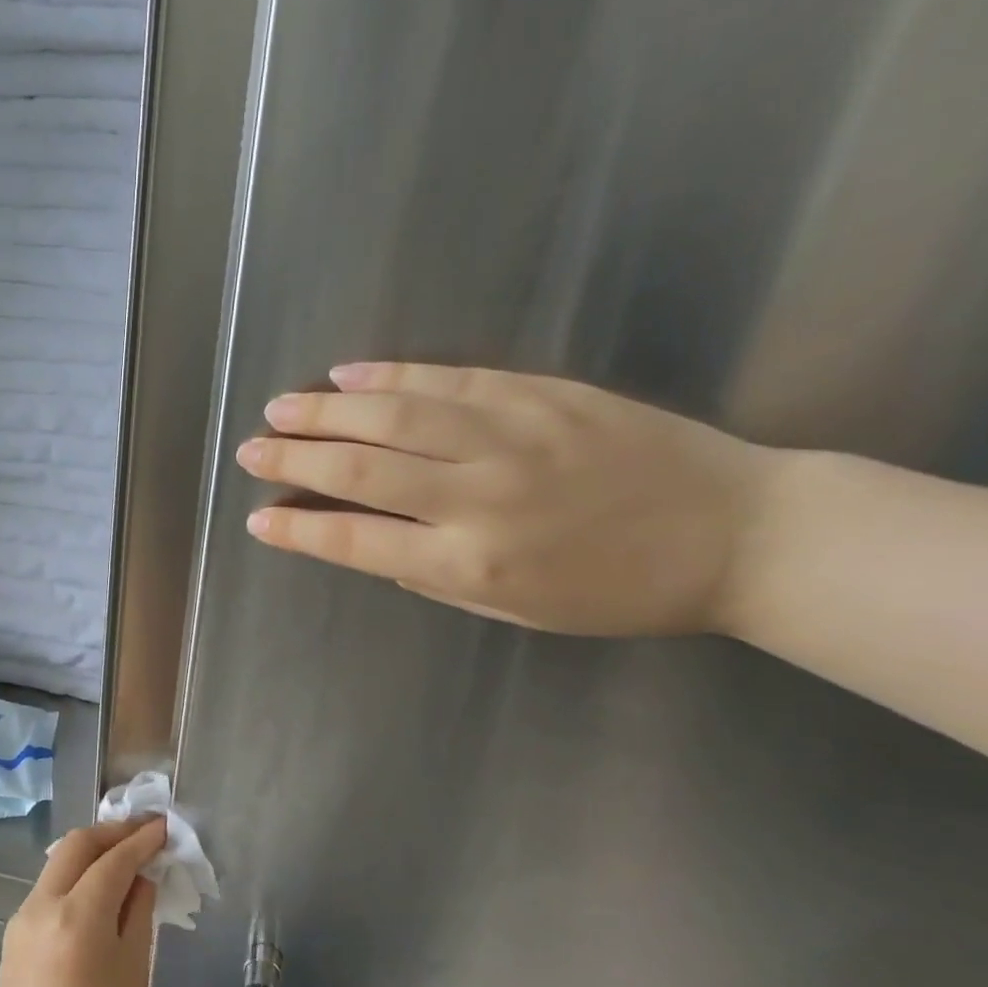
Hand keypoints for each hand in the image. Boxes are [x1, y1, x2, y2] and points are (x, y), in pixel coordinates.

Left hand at [0, 818, 164, 986]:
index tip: (163, 827)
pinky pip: (48, 890)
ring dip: (91, 853)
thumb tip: (141, 877)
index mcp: (77, 915)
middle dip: (112, 833)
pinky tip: (97, 892)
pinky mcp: (13, 937)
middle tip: (143, 833)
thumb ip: (138, 914)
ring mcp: (21, 919)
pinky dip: (75, 878)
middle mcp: (42, 905)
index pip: (114, 859)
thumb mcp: (134, 974)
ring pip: (58, 864)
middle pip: (76, 846)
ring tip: (124, 858)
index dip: (141, 839)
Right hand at [236, 362, 780, 636]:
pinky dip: (391, 377)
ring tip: (280, 408)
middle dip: (295, 461)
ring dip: (327, 412)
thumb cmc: (617, 590)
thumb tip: (371, 544)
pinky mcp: (541, 394)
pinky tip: (349, 375)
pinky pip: (449, 380)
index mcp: (472, 565)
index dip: (300, 531)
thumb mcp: (515, 611)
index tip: (258, 520)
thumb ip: (434, 575)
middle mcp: (480, 498)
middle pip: (362, 471)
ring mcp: (511, 438)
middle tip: (250, 451)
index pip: (358, 543)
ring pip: (396, 417)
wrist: (737, 532)